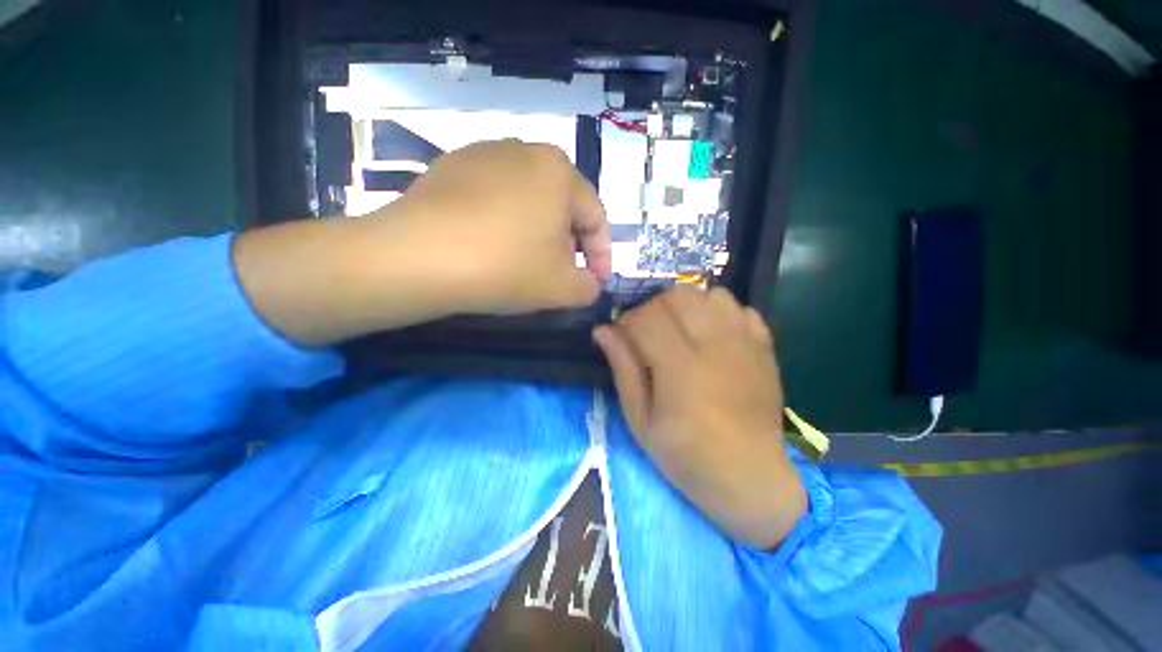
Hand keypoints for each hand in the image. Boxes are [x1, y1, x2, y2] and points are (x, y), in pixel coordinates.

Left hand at [391, 140, 611, 313]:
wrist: (417, 257)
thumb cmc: (505, 267)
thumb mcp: (563, 288)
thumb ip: (589, 287)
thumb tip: (590, 283)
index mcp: (559, 171)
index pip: (595, 218)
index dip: (601, 256)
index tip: (597, 283)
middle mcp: (524, 150)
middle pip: (561, 207)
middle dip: (569, 245)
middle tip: (563, 276)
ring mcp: (482, 155)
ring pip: (528, 201)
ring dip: (537, 234)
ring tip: (527, 264)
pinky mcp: (450, 167)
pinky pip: (494, 199)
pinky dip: (503, 224)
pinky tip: (491, 248)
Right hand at [593, 287, 806, 549]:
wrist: (751, 477)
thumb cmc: (687, 456)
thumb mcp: (641, 421)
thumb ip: (622, 369)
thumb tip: (602, 330)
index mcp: (681, 369)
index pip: (646, 318)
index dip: (627, 322)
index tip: (622, 337)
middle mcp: (716, 346)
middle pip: (678, 296)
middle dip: (653, 308)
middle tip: (648, 333)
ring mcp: (745, 343)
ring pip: (710, 294)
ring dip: (686, 305)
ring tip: (679, 330)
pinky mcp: (764, 347)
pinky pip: (739, 307)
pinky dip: (718, 311)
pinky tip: (710, 333)